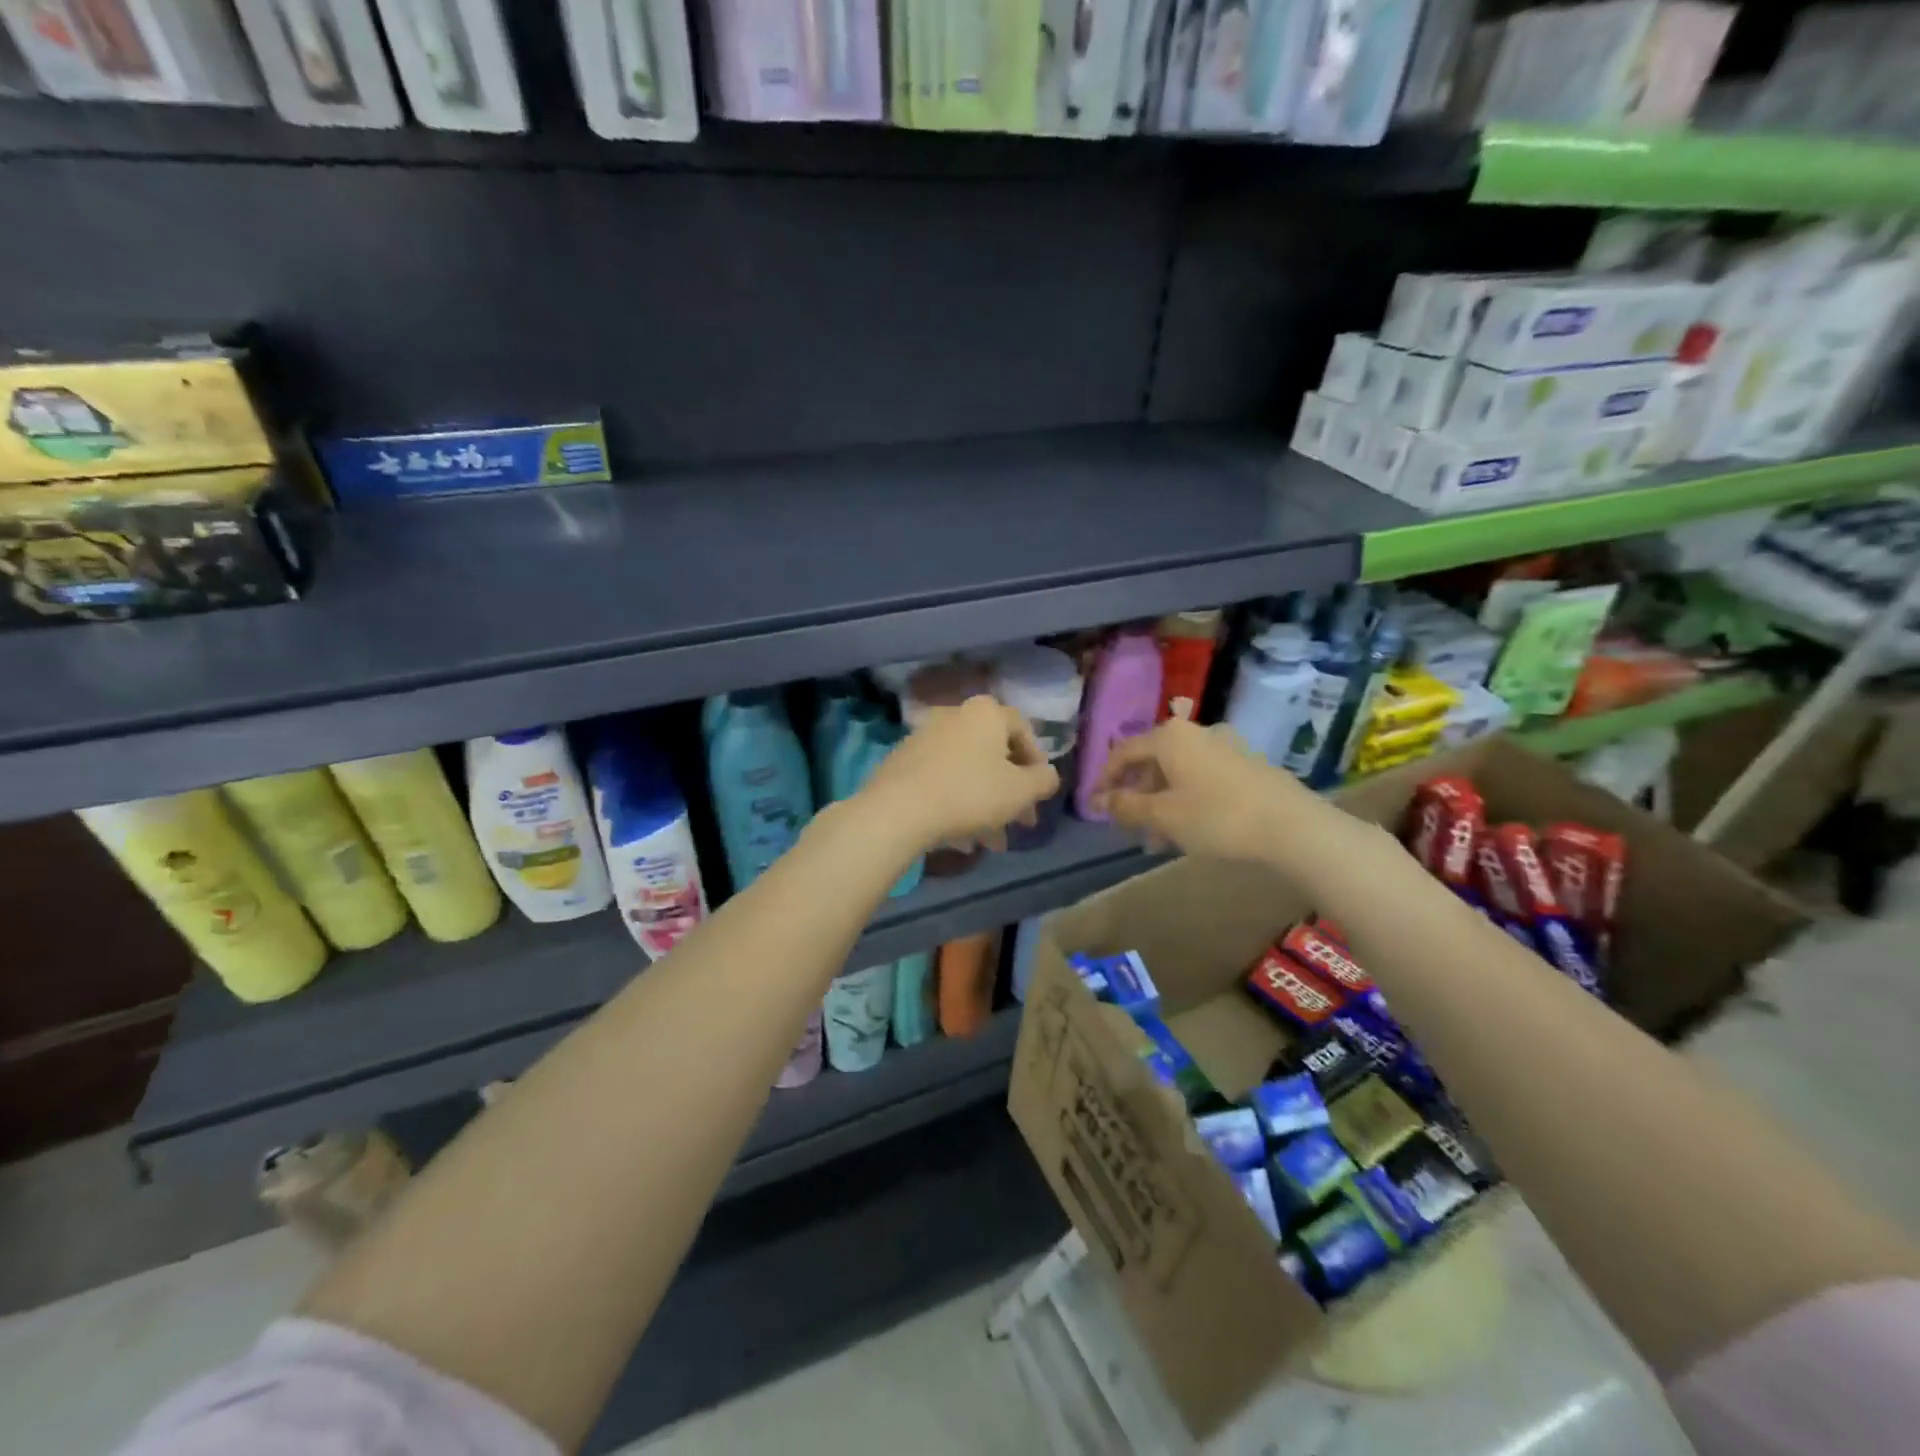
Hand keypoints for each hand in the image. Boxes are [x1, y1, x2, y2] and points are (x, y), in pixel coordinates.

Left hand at [859, 696, 1059, 854]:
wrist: (898, 810)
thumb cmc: (970, 793)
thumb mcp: (1021, 791)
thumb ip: (1044, 780)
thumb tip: (1046, 775)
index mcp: (986, 713)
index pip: (1022, 730)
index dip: (1036, 763)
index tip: (1039, 793)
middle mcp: (955, 715)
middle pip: (993, 754)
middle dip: (1010, 791)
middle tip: (1020, 822)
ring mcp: (924, 737)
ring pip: (967, 770)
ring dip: (985, 803)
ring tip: (991, 841)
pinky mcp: (902, 761)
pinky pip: (941, 779)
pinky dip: (956, 801)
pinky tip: (960, 836)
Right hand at [1089, 718, 1318, 864]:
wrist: (1291, 826)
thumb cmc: (1217, 816)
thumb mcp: (1163, 816)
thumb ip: (1127, 806)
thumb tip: (1101, 801)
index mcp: (1170, 737)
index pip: (1123, 752)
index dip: (1105, 779)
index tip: (1095, 806)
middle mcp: (1196, 732)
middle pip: (1153, 762)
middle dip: (1137, 796)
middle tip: (1129, 828)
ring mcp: (1225, 746)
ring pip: (1179, 773)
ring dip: (1162, 803)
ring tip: (1160, 840)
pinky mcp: (1247, 764)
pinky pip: (1203, 778)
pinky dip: (1187, 799)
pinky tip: (1191, 829)